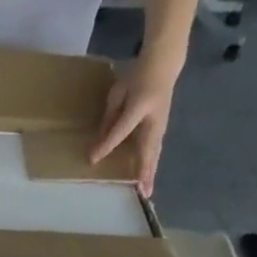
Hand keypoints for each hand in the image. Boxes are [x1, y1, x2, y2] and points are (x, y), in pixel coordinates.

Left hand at [89, 57, 179, 197]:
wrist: (164, 64)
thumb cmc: (137, 77)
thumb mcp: (117, 93)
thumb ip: (109, 118)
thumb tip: (100, 142)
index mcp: (139, 106)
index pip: (121, 130)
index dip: (107, 145)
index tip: (92, 159)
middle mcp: (153, 119)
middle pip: (147, 148)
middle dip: (143, 170)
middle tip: (141, 192)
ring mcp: (160, 124)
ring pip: (154, 152)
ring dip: (150, 172)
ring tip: (147, 191)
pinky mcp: (161, 128)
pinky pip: (155, 150)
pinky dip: (151, 165)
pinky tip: (147, 178)